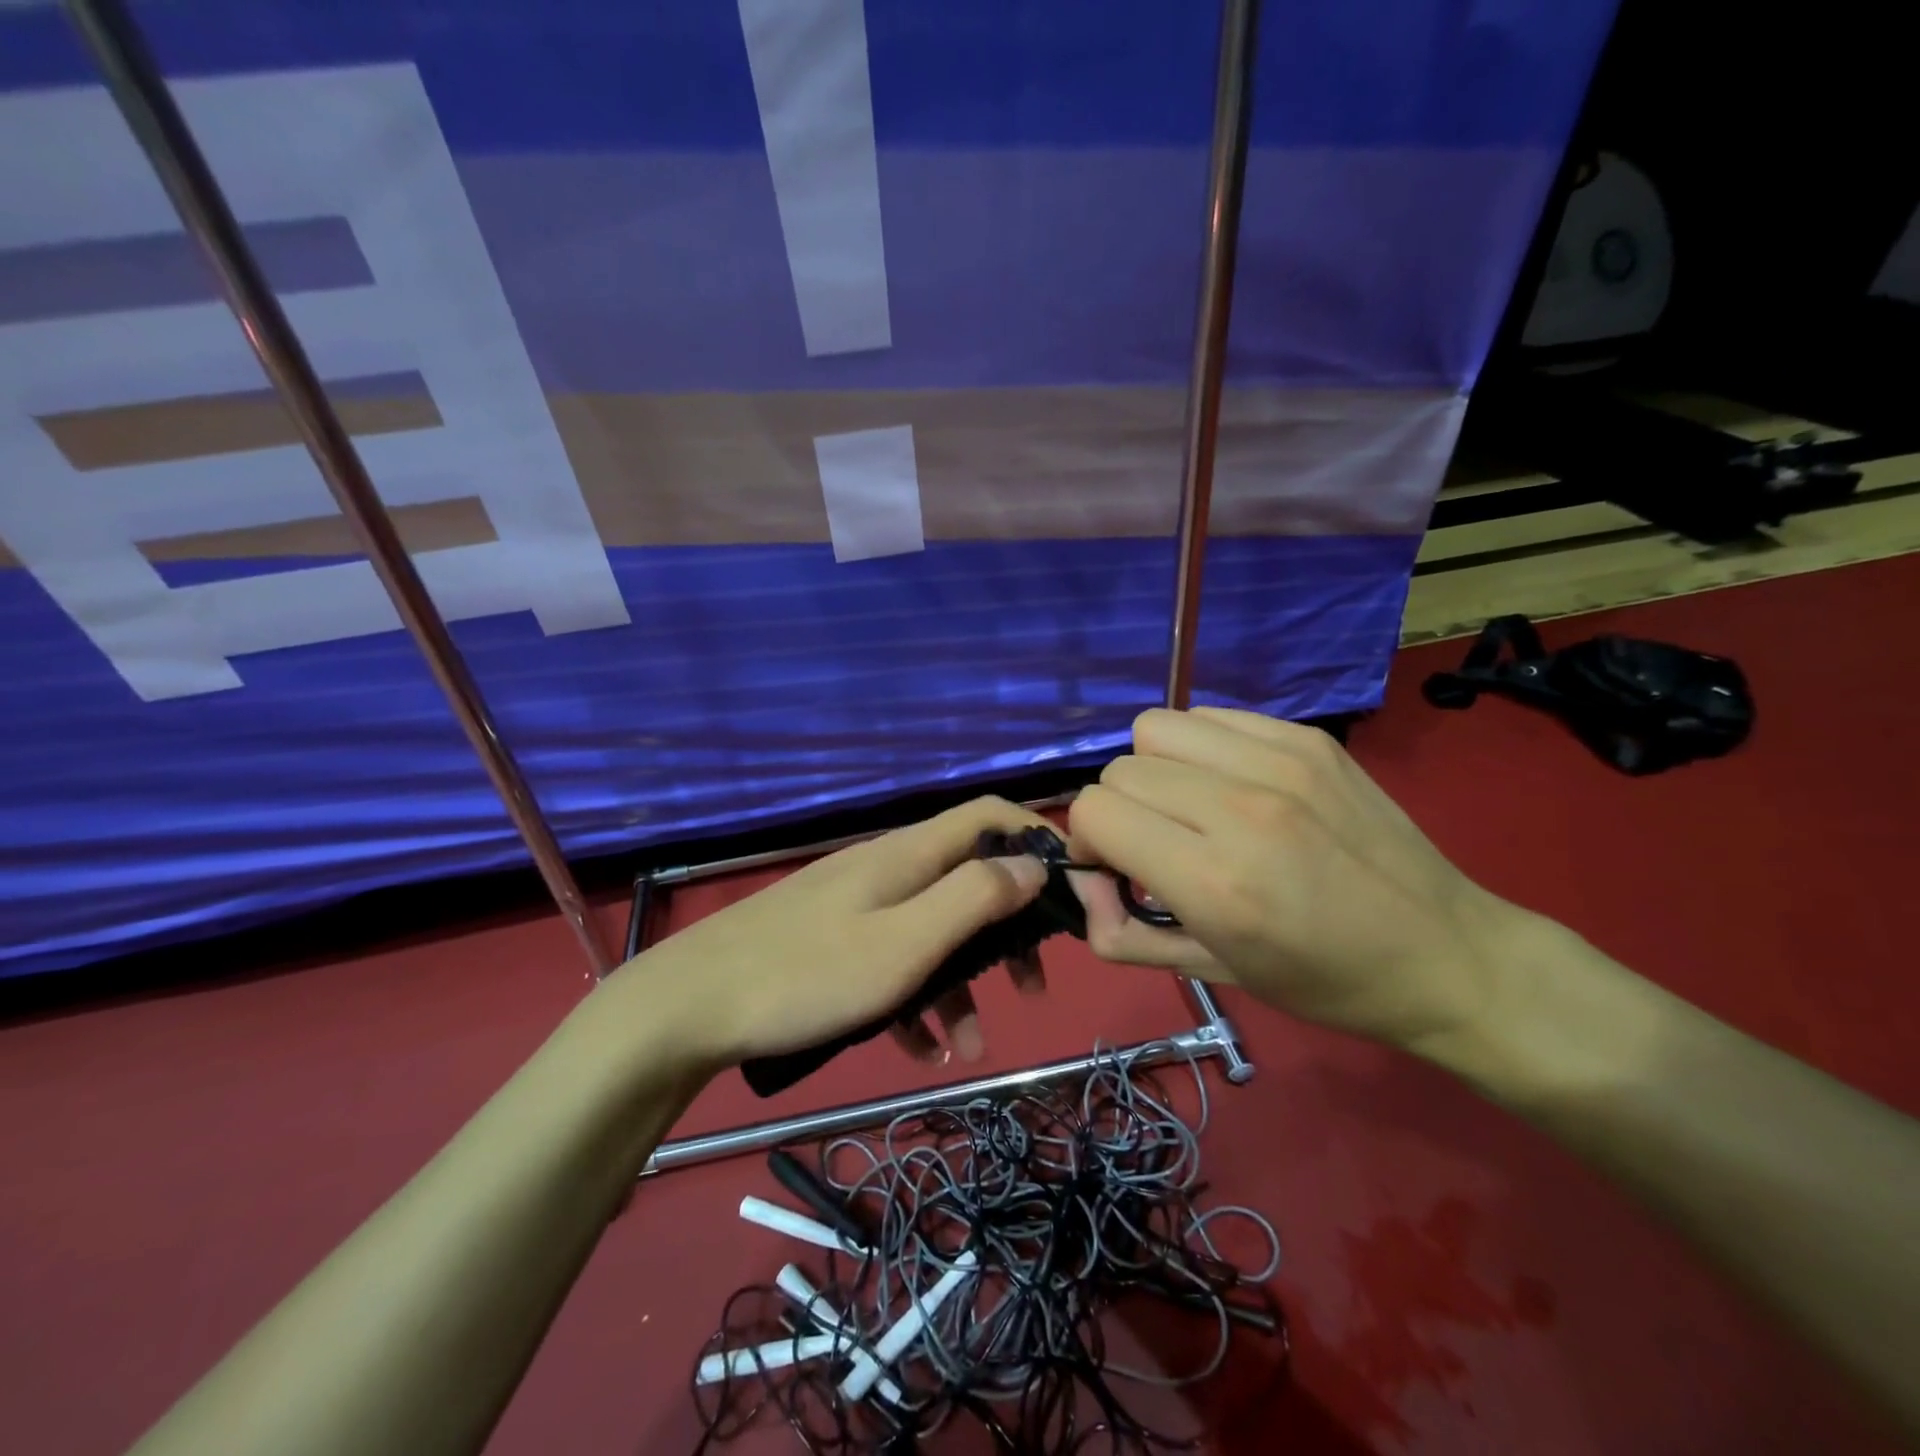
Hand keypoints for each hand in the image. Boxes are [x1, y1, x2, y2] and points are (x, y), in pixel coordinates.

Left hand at [613, 797, 1052, 1070]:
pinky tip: (916, 1049)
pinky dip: (913, 999)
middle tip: (1034, 985)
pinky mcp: (830, 942)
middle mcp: (887, 869)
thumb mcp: (906, 942)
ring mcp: (856, 905)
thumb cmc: (809, 974)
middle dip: (1006, 930)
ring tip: (970, 1047)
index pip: (989, 814)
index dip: (1037, 838)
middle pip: (968, 879)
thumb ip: (974, 897)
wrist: (690, 1008)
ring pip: (930, 932)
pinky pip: (890, 962)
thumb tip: (1033, 861)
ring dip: (960, 983)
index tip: (1071, 892)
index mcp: (909, 855)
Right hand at [1067, 707, 1525, 1054]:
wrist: (1445, 953)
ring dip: (1154, 769)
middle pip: (1120, 769)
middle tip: (1154, 844)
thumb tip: (1084, 883)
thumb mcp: (1211, 973)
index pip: (1094, 810)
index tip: (1114, 866)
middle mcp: (1239, 808)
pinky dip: (1200, 749)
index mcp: (1213, 881)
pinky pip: (1211, 718)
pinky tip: (1232, 785)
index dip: (1088, 839)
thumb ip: (1122, 934)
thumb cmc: (1323, 981)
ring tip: (1190, 806)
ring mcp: (1278, 762)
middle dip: (1119, 809)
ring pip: (1156, 729)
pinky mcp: (1307, 739)